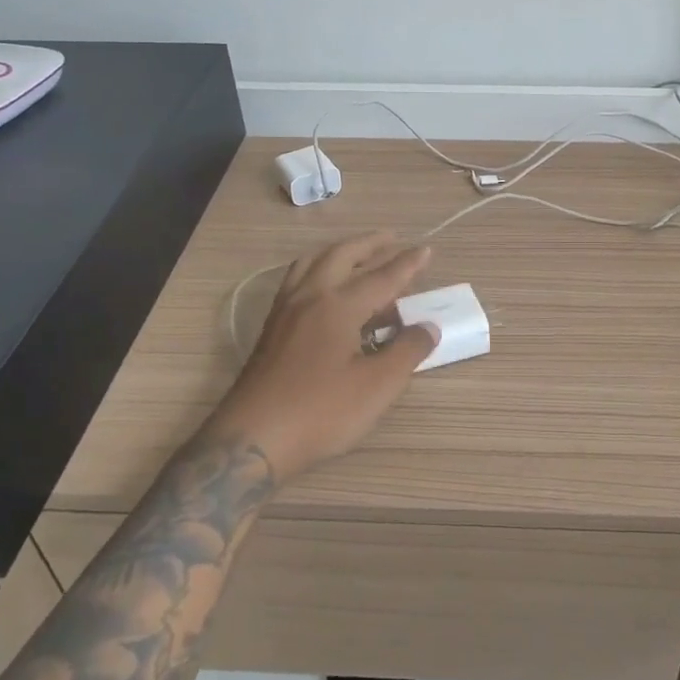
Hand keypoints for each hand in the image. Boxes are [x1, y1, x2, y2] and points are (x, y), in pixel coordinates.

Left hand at [209, 233, 438, 483]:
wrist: (251, 440)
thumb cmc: (319, 413)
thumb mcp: (376, 387)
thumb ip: (407, 352)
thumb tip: (429, 327)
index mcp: (338, 305)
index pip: (382, 277)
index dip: (408, 264)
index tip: (428, 249)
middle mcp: (310, 297)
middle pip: (342, 256)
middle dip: (369, 244)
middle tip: (391, 238)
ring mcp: (285, 310)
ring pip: (313, 263)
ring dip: (339, 252)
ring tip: (358, 254)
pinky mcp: (272, 328)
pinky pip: (297, 280)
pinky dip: (318, 268)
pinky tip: (324, 287)